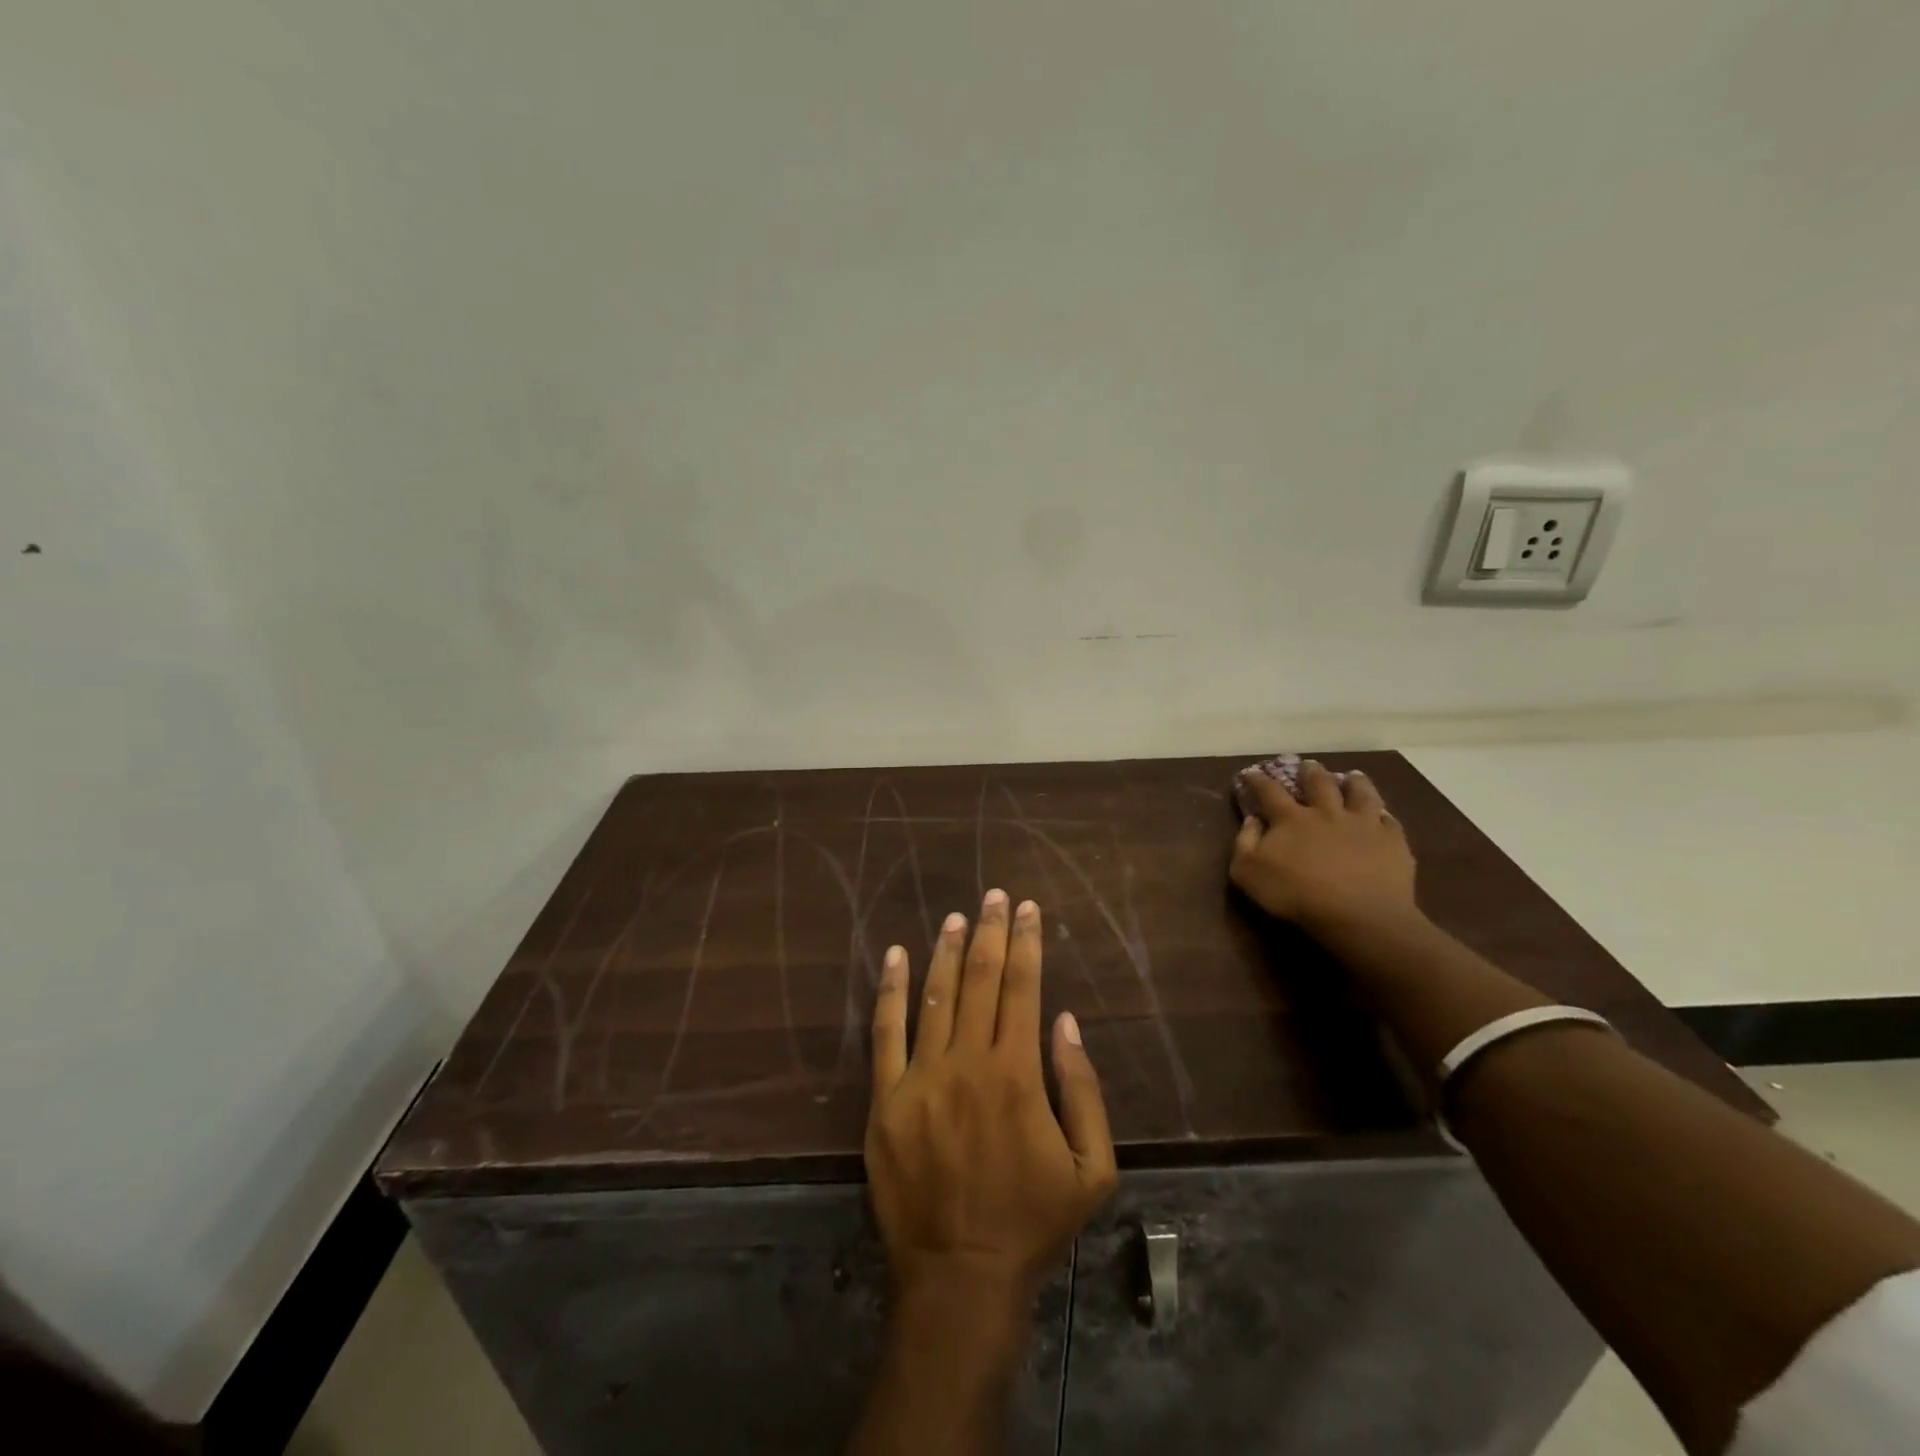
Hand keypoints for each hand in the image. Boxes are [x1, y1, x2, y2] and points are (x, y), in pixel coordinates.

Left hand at [865, 891, 1117, 1307]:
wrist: (961, 1276)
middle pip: (981, 980)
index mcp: (1018, 1075)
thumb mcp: (1091, 1169)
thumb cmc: (1032, 1223)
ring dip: (948, 950)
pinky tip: (897, 954)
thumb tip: (1065, 1022)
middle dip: (990, 932)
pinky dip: (891, 989)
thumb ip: (1084, 1090)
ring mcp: (922, 1079)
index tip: (1026, 908)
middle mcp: (969, 1063)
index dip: (1027, 942)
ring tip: (957, 916)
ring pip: (936, 995)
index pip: (1024, 988)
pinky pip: (885, 1033)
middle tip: (993, 895)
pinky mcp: (886, 1099)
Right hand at [1231, 761, 1417, 934]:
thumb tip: (1253, 819)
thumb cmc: (1296, 894)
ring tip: (1352, 776)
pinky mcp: (1392, 842)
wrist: (1358, 915)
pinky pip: (1389, 821)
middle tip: (1308, 765)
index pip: (1269, 791)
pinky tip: (1383, 815)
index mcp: (1291, 818)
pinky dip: (1384, 815)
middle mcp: (1327, 813)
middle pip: (1319, 784)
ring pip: (1360, 793)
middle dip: (1310, 772)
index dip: (1258, 780)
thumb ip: (1245, 842)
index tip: (1251, 773)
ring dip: (1354, 782)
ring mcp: (1363, 824)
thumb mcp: (1248, 872)